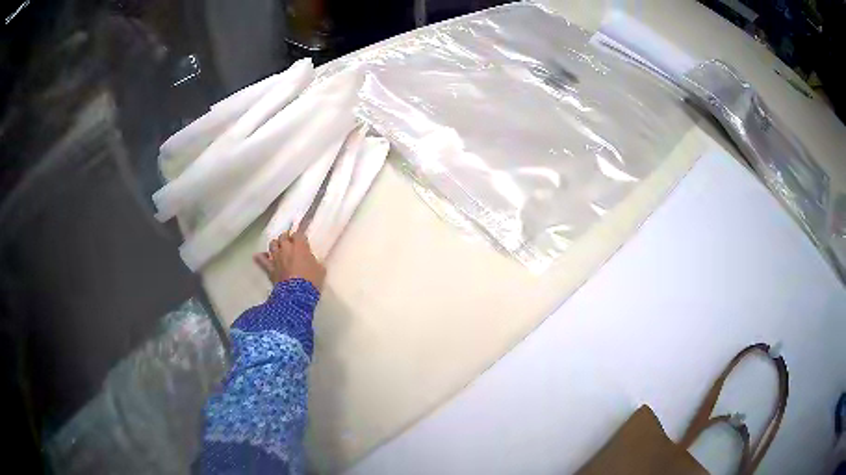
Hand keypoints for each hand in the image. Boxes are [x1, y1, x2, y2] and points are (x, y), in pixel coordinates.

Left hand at [254, 229, 325, 288]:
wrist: (297, 294)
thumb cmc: (312, 281)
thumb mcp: (320, 269)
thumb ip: (314, 261)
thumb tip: (311, 260)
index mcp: (300, 246)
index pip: (298, 234)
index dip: (300, 236)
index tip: (302, 240)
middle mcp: (286, 248)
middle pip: (283, 236)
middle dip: (286, 238)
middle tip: (290, 243)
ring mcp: (276, 257)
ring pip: (272, 244)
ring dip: (276, 245)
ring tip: (279, 248)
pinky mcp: (269, 268)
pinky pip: (261, 259)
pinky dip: (261, 257)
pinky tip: (261, 256)